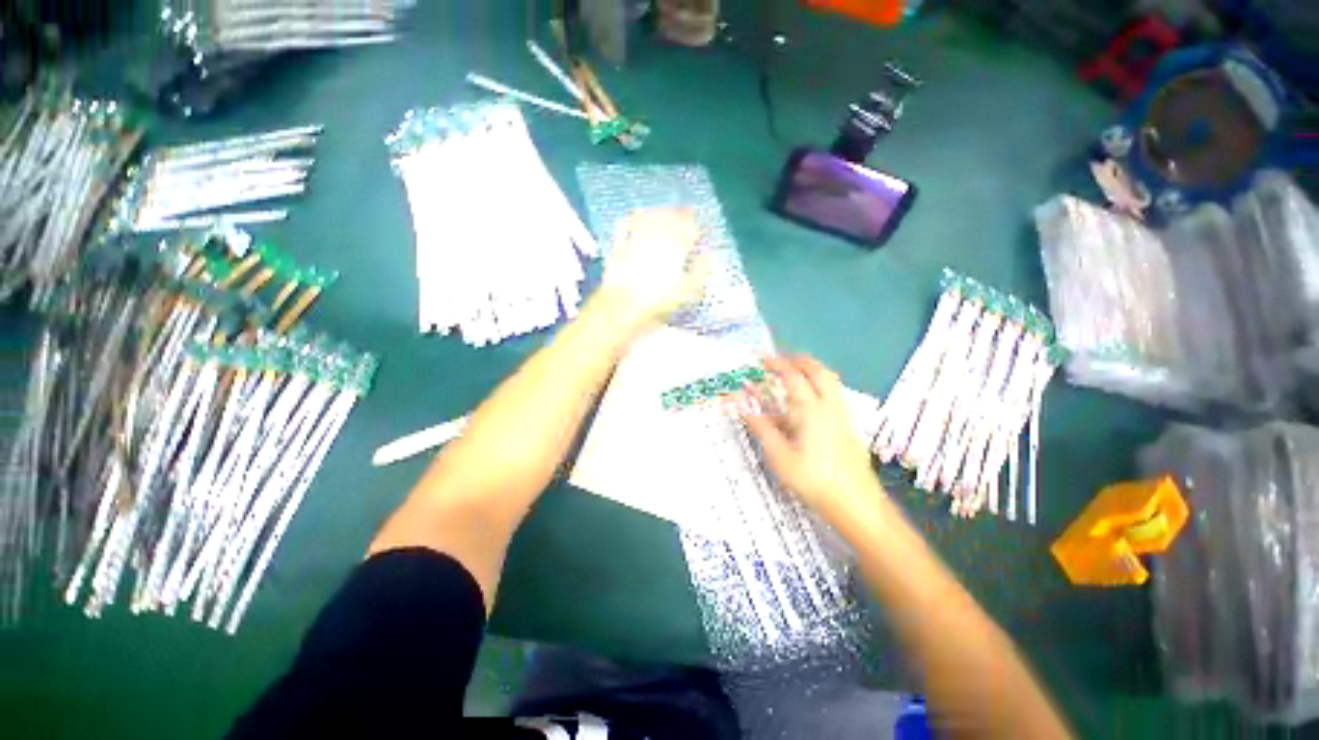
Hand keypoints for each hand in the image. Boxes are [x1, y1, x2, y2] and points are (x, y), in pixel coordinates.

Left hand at [599, 208, 708, 326]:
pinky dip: (636, 216)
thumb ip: (701, 270)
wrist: (622, 306)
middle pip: (672, 216)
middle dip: (682, 215)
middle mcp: (657, 234)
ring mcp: (636, 236)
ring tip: (668, 213)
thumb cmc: (659, 300)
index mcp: (677, 243)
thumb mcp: (688, 290)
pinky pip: (628, 222)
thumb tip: (707, 255)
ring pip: (652, 215)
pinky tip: (639, 214)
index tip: (702, 233)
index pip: (692, 227)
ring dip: (662, 212)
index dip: (698, 229)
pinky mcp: (619, 244)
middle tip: (689, 216)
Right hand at [743, 355, 876, 517]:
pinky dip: (821, 384)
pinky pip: (834, 393)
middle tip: (781, 358)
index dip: (776, 364)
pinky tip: (811, 399)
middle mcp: (829, 405)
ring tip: (796, 371)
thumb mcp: (780, 456)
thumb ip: (763, 429)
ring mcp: (842, 414)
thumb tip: (746, 410)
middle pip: (817, 370)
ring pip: (830, 380)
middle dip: (798, 360)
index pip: (791, 376)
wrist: (856, 503)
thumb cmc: (813, 480)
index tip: (761, 359)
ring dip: (812, 369)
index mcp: (809, 410)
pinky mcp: (849, 425)